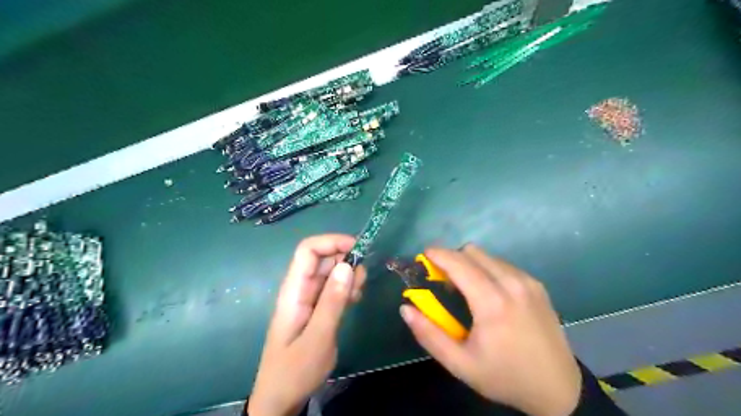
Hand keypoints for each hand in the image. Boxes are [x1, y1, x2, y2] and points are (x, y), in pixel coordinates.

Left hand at [247, 234, 365, 414]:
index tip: (358, 249)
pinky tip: (355, 301)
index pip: (308, 250)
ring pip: (331, 272)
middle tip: (362, 280)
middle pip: (322, 258)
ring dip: (349, 275)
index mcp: (294, 290)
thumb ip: (332, 301)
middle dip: (346, 260)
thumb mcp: (317, 337)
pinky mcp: (318, 308)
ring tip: (358, 294)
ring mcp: (310, 298)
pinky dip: (348, 287)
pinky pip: (334, 288)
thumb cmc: (295, 370)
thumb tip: (348, 265)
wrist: (281, 398)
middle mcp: (301, 288)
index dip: (332, 242)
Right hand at [403, 244, 581, 415]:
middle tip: (443, 279)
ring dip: (470, 264)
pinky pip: (504, 264)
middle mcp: (512, 283)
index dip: (438, 254)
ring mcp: (527, 281)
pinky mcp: (537, 284)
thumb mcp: (460, 364)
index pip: (458, 263)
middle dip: (452, 258)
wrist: (558, 389)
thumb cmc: (505, 376)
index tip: (424, 256)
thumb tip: (406, 308)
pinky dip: (488, 269)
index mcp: (492, 302)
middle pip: (472, 252)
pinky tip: (489, 293)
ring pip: (488, 256)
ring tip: (466, 288)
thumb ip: (429, 335)